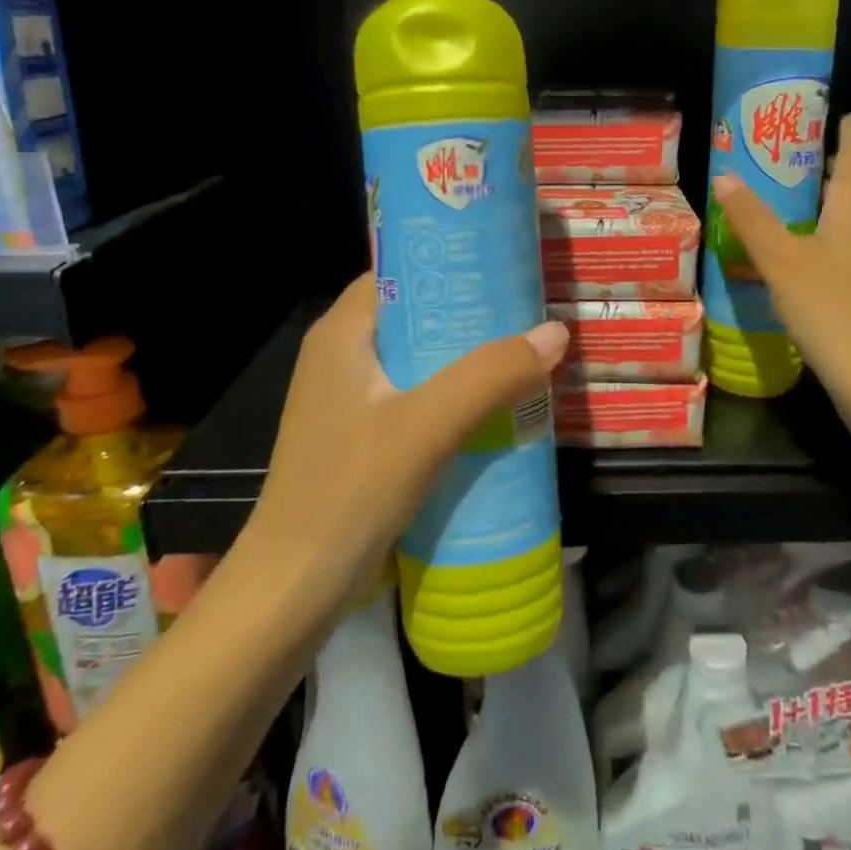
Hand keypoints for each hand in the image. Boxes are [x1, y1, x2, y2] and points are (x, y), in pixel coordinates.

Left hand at [239, 275, 569, 607]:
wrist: (295, 587)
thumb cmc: (350, 489)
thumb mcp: (426, 425)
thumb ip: (489, 376)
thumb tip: (556, 332)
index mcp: (343, 333)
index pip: (399, 271)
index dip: (449, 262)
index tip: (505, 263)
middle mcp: (342, 356)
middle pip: (416, 315)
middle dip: (471, 314)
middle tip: (530, 309)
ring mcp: (351, 400)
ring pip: (420, 360)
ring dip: (468, 358)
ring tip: (525, 351)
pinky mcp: (363, 437)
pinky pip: (418, 397)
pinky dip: (456, 395)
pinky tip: (497, 406)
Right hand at [712, 113, 850, 418]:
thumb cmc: (831, 310)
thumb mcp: (781, 261)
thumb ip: (752, 218)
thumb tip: (724, 176)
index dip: (846, 129)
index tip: (830, 114)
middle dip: (843, 161)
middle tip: (805, 155)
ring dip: (845, 197)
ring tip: (808, 196)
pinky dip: (845, 231)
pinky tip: (821, 250)